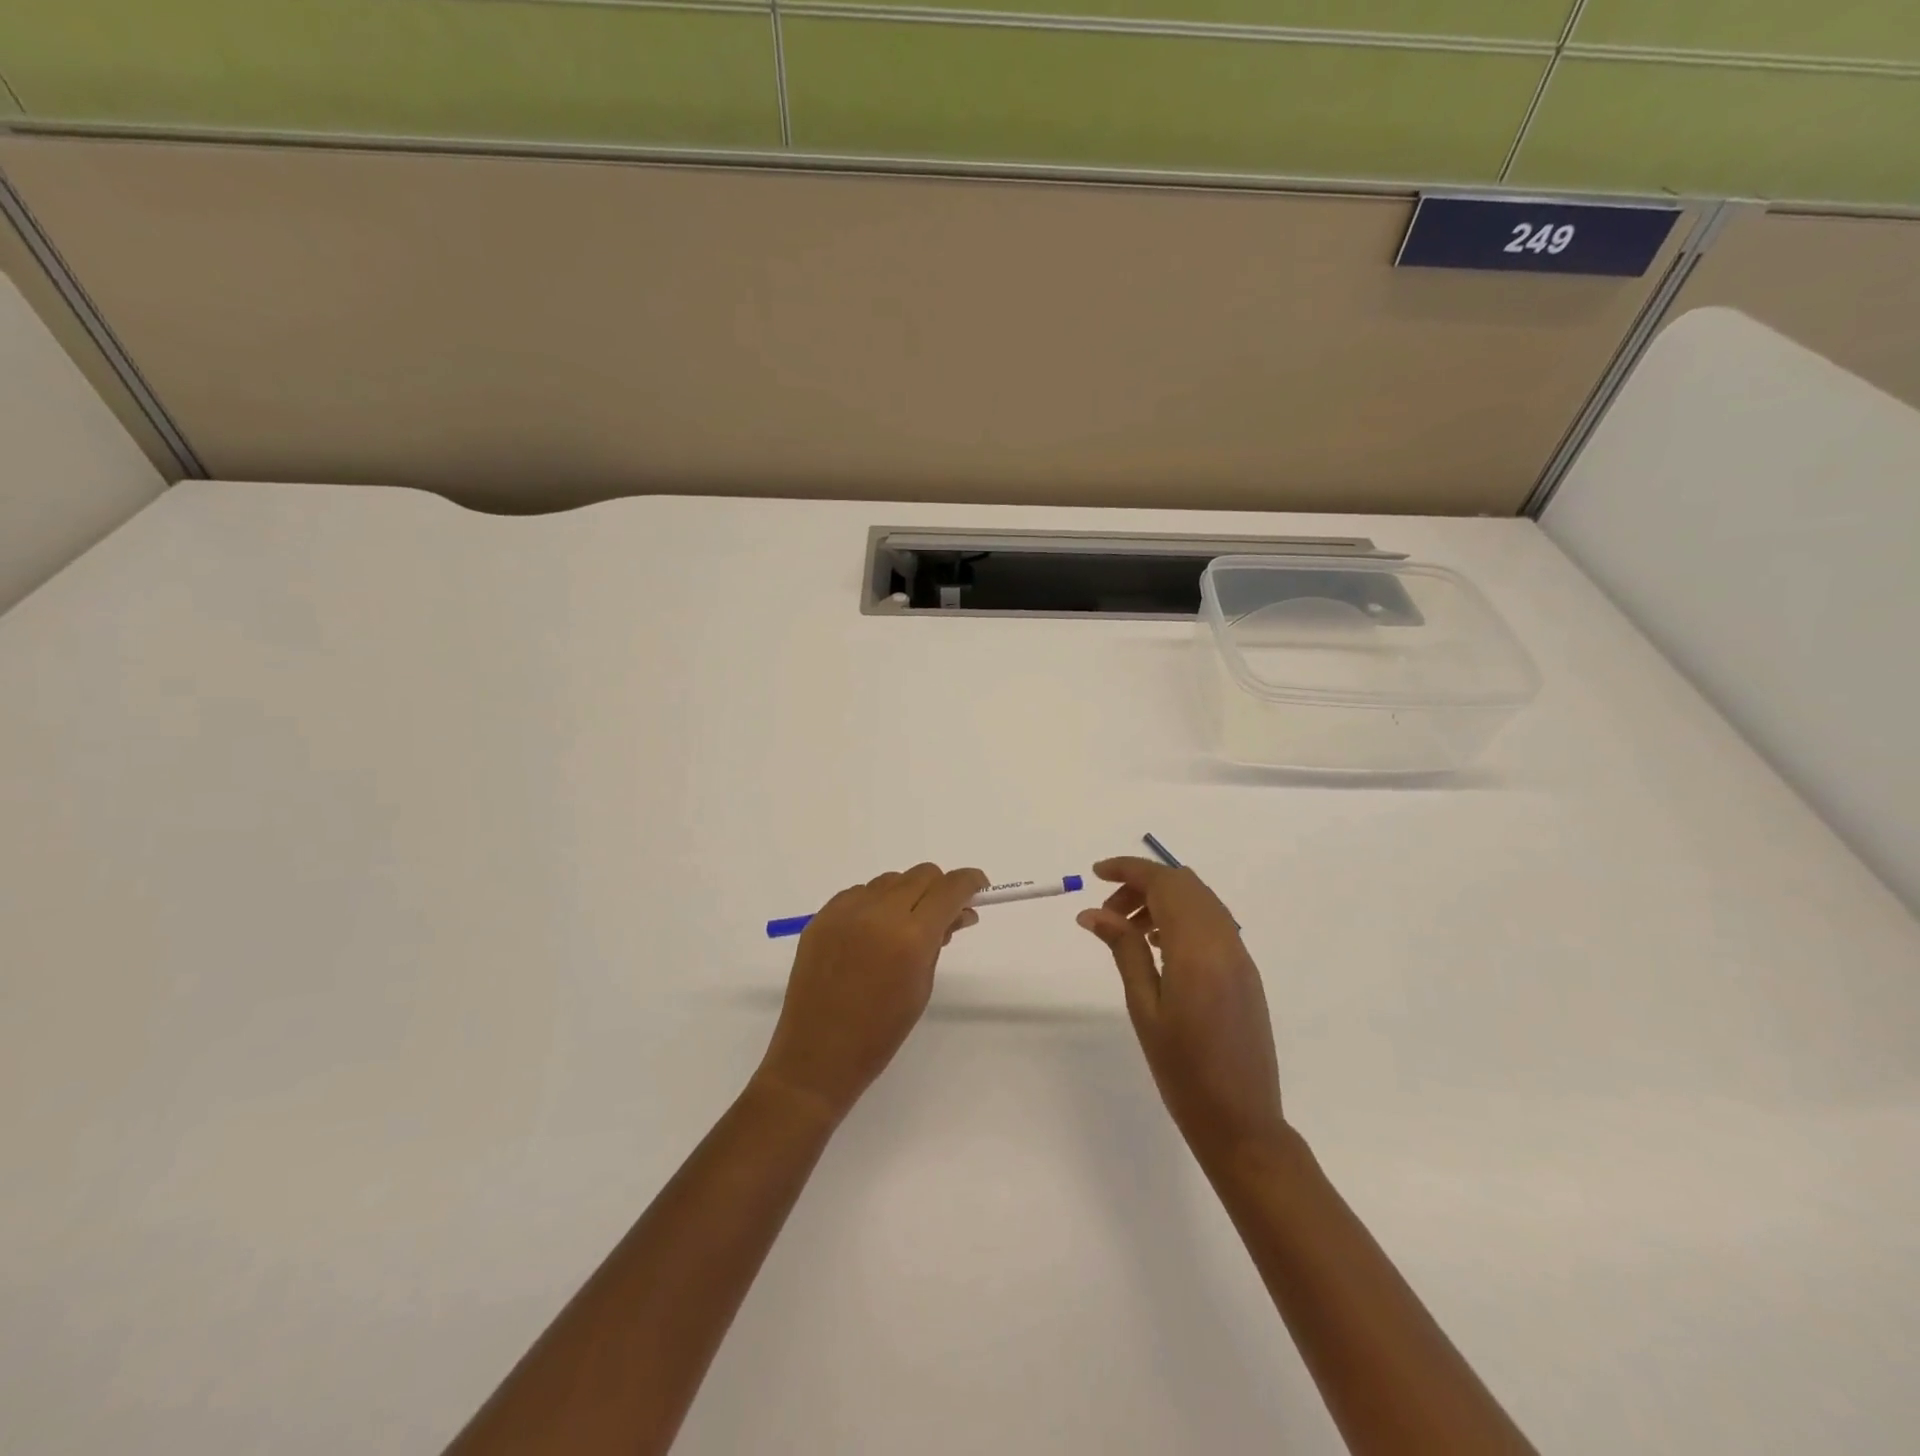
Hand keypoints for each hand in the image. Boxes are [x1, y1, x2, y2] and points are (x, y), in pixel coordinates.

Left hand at [756, 863, 987, 1122]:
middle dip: (939, 888)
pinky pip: (859, 893)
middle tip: (943, 914)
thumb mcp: (921, 986)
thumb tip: (958, 913)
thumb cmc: (880, 1032)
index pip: (949, 888)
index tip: (979, 887)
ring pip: (890, 881)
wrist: (817, 1055)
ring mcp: (846, 911)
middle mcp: (878, 913)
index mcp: (911, 936)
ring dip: (906, 895)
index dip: (969, 882)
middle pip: (921, 875)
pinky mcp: (822, 916)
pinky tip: (872, 932)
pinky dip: (875, 903)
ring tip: (904, 928)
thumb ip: (939, 941)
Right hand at [1077, 857, 1284, 1165]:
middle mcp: (1225, 942)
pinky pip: (1213, 922)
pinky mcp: (1245, 972)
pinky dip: (1182, 916)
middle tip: (1107, 910)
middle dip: (1142, 883)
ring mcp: (1240, 956)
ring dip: (1163, 899)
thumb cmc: (1183, 1071)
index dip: (1129, 869)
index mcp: (1197, 949)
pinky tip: (1158, 945)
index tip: (1096, 873)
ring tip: (1128, 929)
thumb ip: (1124, 950)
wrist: (1242, 1122)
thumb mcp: (1144, 1008)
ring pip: (1200, 900)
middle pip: (1183, 884)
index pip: (1164, 884)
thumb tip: (1093, 912)